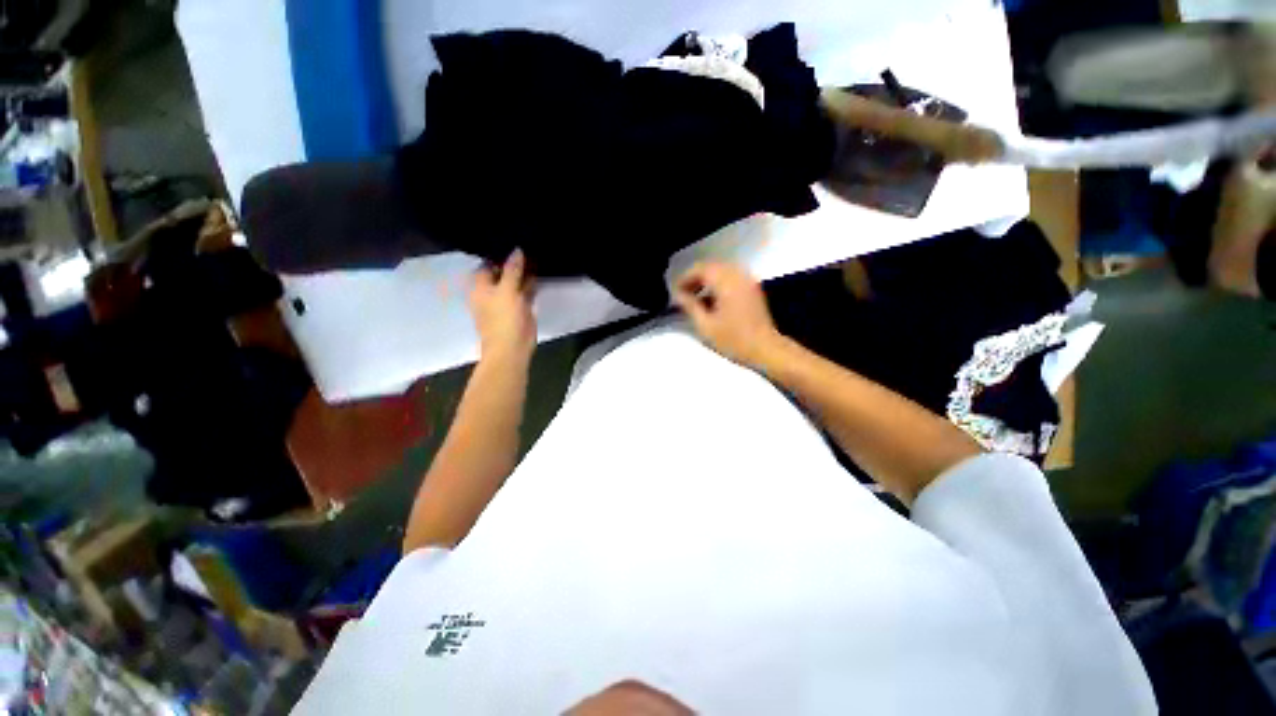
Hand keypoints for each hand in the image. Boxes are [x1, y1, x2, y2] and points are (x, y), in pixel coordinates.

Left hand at [469, 249, 536, 364]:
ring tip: (535, 256)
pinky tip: (539, 274)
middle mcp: (492, 293)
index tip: (511, 243)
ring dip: (523, 274)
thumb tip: (517, 250)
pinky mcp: (520, 309)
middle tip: (527, 246)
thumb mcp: (507, 290)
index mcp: (480, 288)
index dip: (497, 256)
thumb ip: (512, 270)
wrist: (512, 347)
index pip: (486, 266)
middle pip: (501, 273)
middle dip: (512, 263)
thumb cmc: (503, 319)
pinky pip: (525, 292)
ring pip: (515, 283)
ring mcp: (507, 301)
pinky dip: (531, 285)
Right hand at [674, 261, 782, 368]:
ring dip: (706, 280)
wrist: (766, 350)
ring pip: (722, 271)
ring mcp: (748, 280)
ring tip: (695, 298)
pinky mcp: (753, 288)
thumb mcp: (705, 326)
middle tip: (683, 294)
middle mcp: (738, 275)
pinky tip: (711, 300)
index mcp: (726, 282)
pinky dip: (718, 283)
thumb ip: (690, 306)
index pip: (700, 269)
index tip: (675, 292)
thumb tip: (678, 295)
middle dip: (695, 278)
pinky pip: (731, 277)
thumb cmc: (734, 340)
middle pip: (711, 267)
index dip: (685, 278)